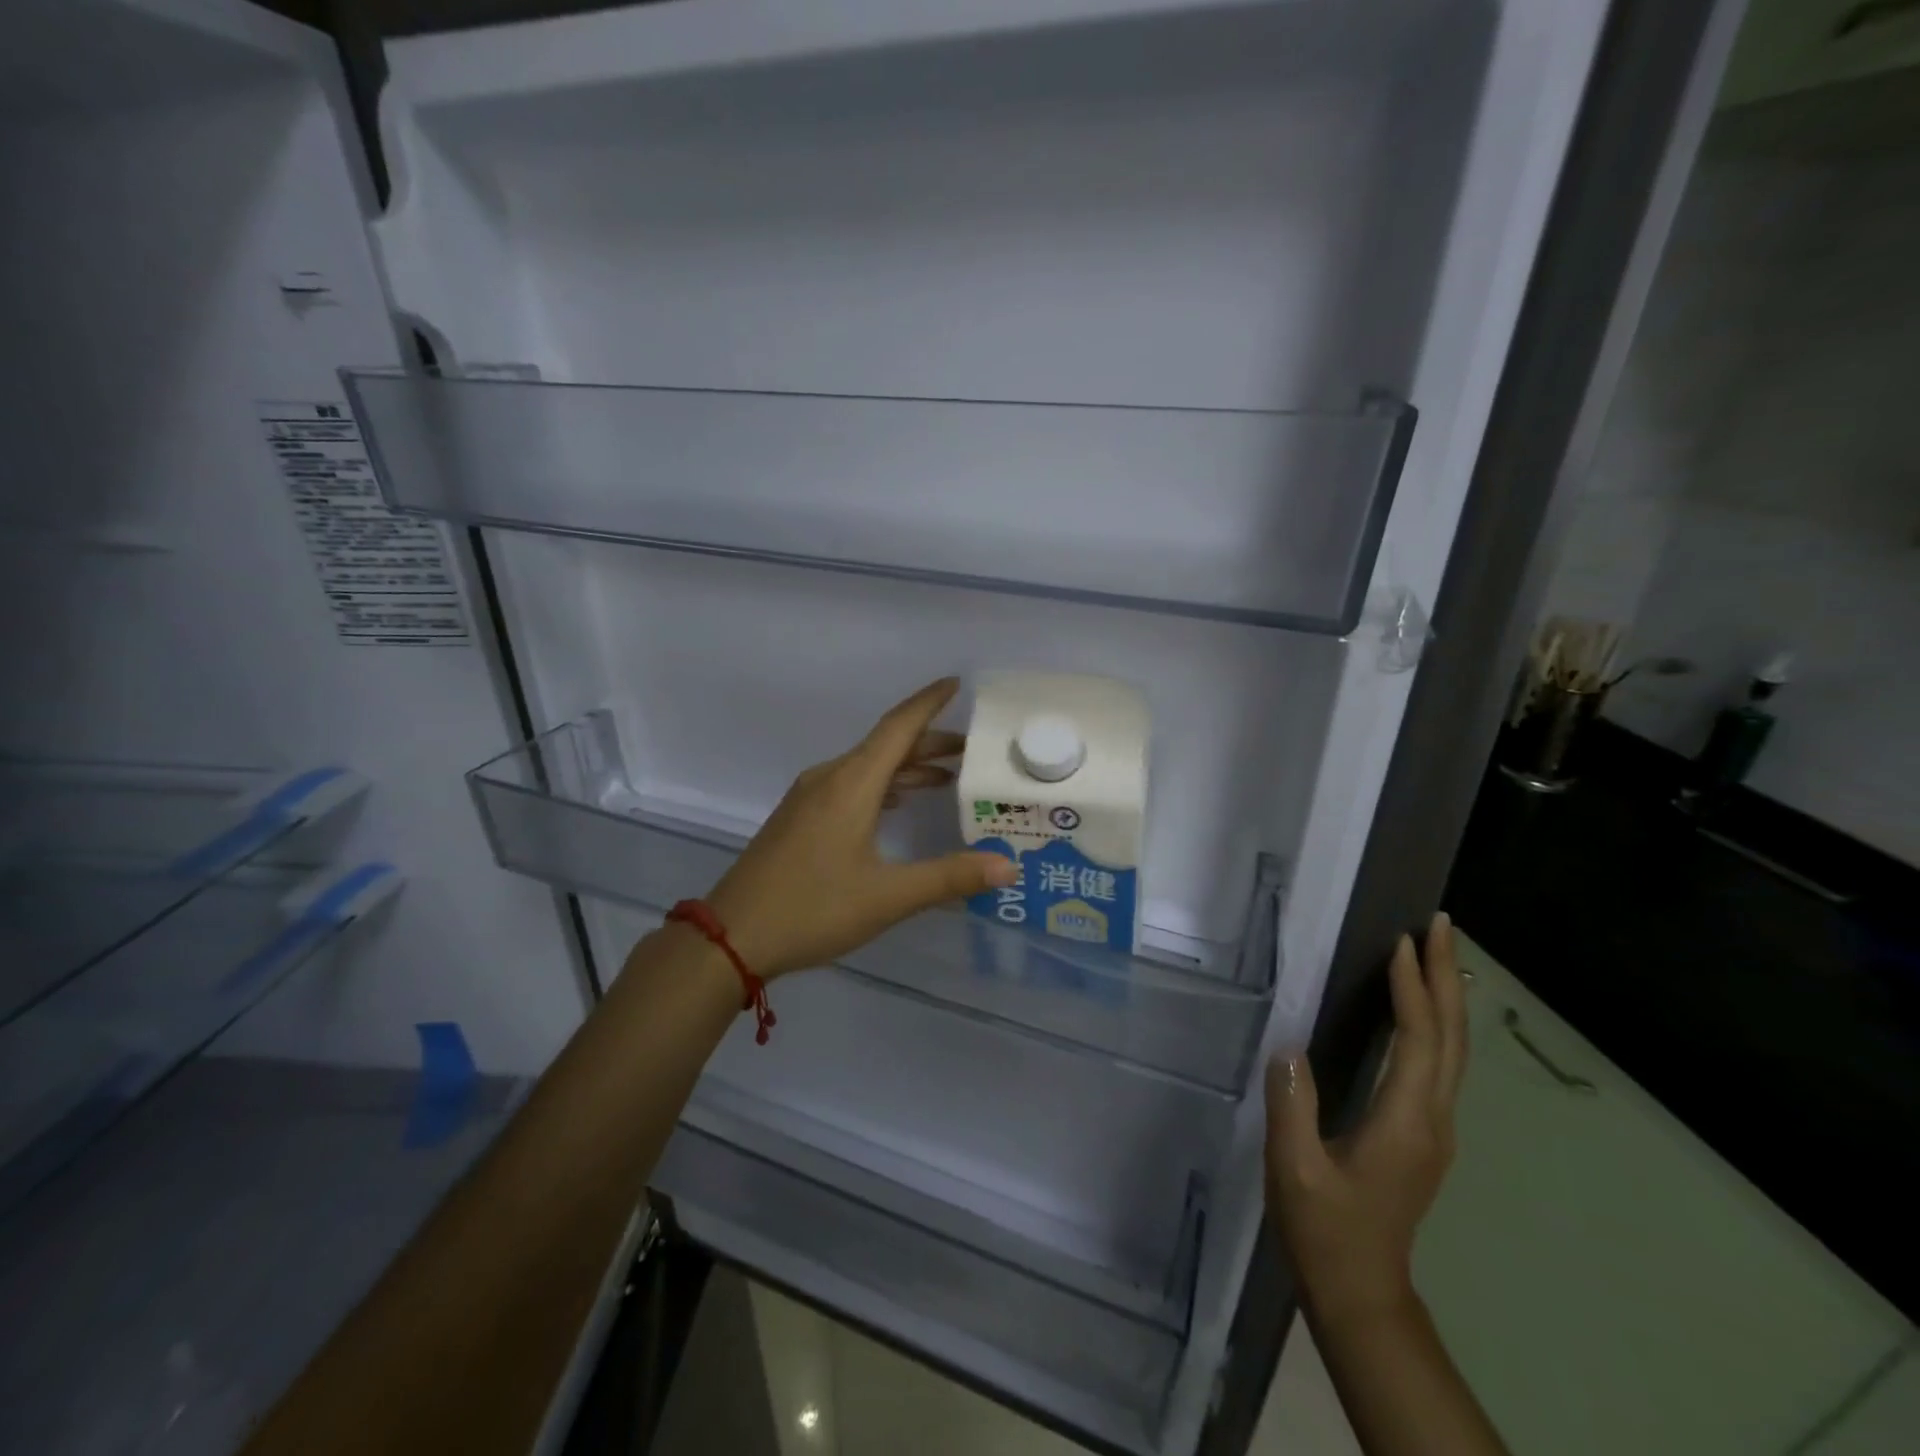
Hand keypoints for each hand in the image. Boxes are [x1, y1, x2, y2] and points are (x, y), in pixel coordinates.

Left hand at [704, 678, 1018, 978]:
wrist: (731, 937)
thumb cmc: (813, 908)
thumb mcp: (888, 896)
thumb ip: (950, 877)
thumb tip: (1008, 864)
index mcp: (851, 783)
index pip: (898, 727)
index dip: (929, 703)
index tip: (957, 683)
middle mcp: (829, 779)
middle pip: (886, 746)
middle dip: (929, 743)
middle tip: (972, 752)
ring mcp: (808, 798)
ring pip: (866, 767)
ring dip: (905, 767)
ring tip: (944, 778)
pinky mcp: (798, 819)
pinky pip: (849, 785)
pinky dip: (882, 786)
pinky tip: (895, 806)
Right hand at [1265, 912, 1465, 1321]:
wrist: (1361, 1291)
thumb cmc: (1325, 1230)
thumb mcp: (1296, 1170)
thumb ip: (1293, 1106)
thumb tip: (1288, 1046)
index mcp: (1405, 1121)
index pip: (1419, 1040)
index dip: (1412, 988)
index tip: (1402, 941)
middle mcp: (1433, 1119)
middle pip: (1452, 1038)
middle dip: (1446, 977)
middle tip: (1440, 924)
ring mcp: (1434, 1129)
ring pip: (1453, 1051)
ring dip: (1445, 997)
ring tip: (1435, 953)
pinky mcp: (1423, 1134)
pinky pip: (1440, 1064)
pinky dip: (1436, 1024)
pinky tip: (1422, 1011)